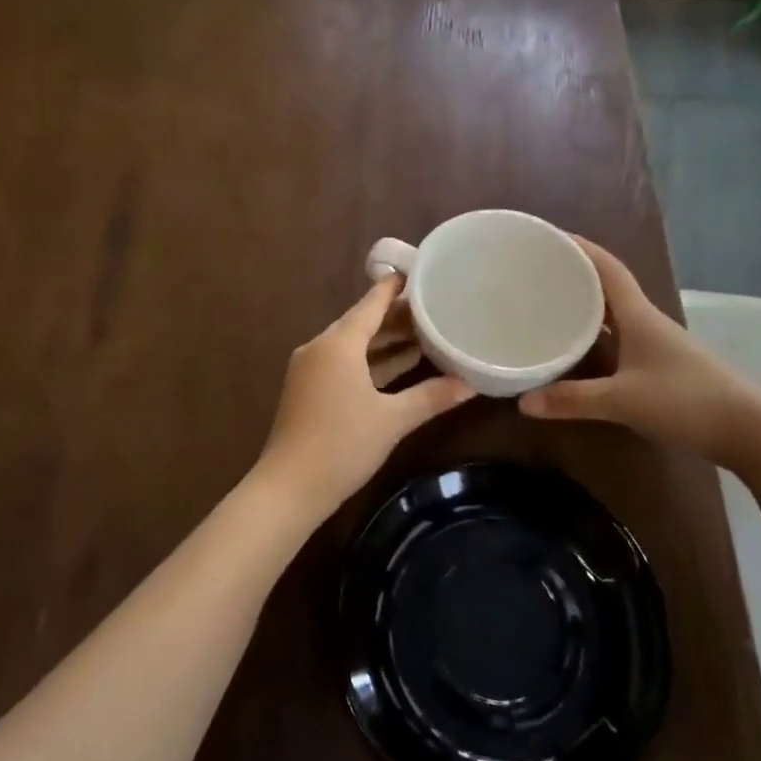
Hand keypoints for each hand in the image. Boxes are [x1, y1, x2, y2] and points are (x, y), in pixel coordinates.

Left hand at [251, 277, 475, 518]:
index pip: (371, 303)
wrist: (289, 487)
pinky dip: (370, 360)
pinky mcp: (308, 389)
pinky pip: (343, 362)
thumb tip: (470, 385)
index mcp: (338, 343)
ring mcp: (310, 369)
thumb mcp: (393, 420)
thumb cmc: (343, 445)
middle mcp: (321, 347)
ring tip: (424, 335)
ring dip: (384, 341)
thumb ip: (431, 397)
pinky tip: (397, 366)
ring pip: (353, 344)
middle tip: (434, 308)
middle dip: (396, 316)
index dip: (396, 288)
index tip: (420, 273)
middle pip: (362, 322)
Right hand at [518, 236, 760, 468]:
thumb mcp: (623, 401)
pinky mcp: (663, 368)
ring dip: (586, 308)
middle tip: (538, 272)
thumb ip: (573, 400)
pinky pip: (621, 341)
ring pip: (614, 317)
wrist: (751, 431)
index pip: (608, 268)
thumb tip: (523, 402)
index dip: (580, 248)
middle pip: (608, 288)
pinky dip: (597, 338)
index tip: (550, 236)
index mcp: (640, 316)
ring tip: (549, 305)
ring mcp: (658, 346)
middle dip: (576, 276)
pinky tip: (580, 351)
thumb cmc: (687, 402)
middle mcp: (648, 323)